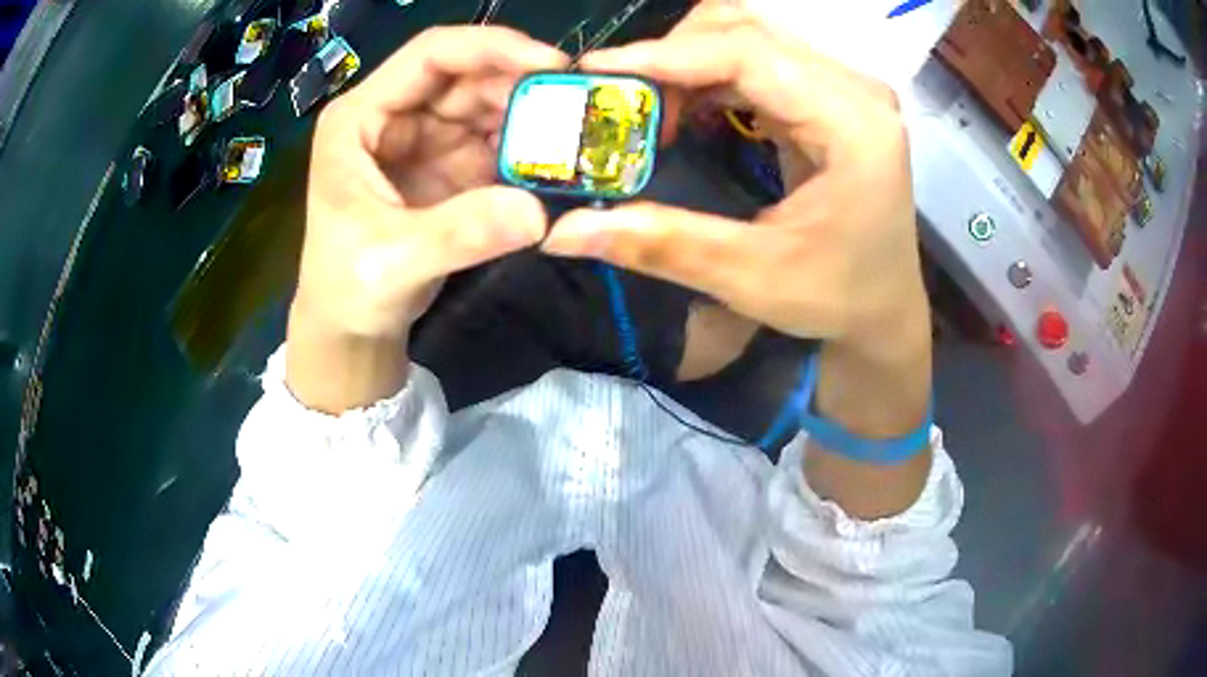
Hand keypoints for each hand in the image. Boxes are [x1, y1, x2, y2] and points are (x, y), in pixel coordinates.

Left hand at [287, 27, 567, 411]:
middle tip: (577, 107)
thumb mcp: (392, 263)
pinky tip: (554, 163)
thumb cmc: (348, 289)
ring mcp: (424, 139)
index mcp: (360, 118)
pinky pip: (496, 143)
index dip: (490, 47)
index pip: (430, 56)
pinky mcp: (447, 166)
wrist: (351, 328)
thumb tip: (539, 213)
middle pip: (467, 76)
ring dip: (529, 118)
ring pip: (487, 106)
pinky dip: (526, 150)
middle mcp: (394, 116)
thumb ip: (459, 234)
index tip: (549, 64)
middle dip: (521, 85)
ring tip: (574, 137)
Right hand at [543, 5, 931, 441]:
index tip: (597, 72)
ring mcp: (844, 88)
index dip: (667, 55)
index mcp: (853, 124)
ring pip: (748, 36)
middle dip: (672, 55)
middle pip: (747, 30)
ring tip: (651, 109)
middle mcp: (855, 90)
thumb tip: (563, 233)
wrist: (884, 307)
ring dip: (688, 62)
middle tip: (623, 102)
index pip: (750, 54)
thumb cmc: (838, 297)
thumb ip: (662, 245)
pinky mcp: (830, 95)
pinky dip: (709, 73)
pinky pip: (758, 59)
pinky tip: (686, 108)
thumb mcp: (752, 278)